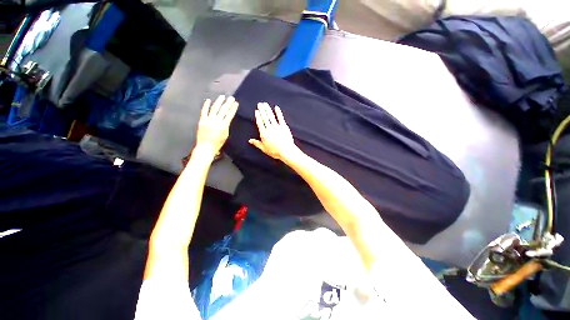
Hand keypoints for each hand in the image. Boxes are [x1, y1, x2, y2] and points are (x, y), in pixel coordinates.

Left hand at [196, 95, 238, 154]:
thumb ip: (226, 126)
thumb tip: (227, 119)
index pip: (230, 115)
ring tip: (222, 97)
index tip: (236, 103)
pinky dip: (206, 105)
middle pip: (223, 110)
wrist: (206, 147)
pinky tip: (208, 100)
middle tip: (231, 98)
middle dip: (228, 103)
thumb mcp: (225, 135)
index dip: (233, 108)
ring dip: (219, 102)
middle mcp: (216, 122)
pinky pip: (204, 111)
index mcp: (223, 126)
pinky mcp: (202, 121)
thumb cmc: (217, 143)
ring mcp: (208, 120)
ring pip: (214, 109)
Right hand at [249, 102, 297, 161]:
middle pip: (265, 118)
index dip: (258, 116)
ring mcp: (277, 127)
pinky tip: (276, 107)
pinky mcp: (284, 126)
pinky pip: (280, 118)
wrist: (286, 151)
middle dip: (262, 110)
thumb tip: (250, 140)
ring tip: (265, 104)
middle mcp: (269, 128)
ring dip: (268, 109)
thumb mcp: (264, 148)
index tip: (256, 110)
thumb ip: (257, 143)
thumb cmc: (274, 151)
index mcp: (264, 133)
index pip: (260, 123)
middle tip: (259, 104)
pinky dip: (278, 112)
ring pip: (271, 116)